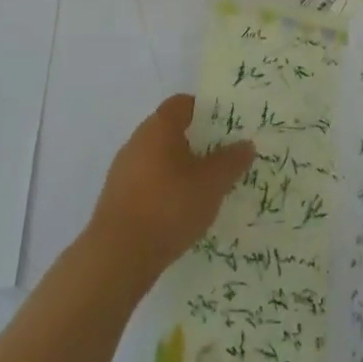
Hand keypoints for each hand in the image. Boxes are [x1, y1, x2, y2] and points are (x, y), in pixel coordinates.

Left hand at [89, 95, 254, 285]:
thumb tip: (245, 144)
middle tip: (224, 159)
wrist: (117, 257)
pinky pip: (148, 183)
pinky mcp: (117, 199)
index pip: (183, 103)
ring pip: (160, 159)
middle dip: (198, 143)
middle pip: (171, 131)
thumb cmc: (169, 206)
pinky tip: (182, 213)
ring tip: (207, 190)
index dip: (206, 110)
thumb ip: (232, 161)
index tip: (227, 127)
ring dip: (182, 169)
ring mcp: (123, 171)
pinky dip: (166, 191)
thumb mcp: (212, 183)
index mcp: (159, 127)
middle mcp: (137, 141)